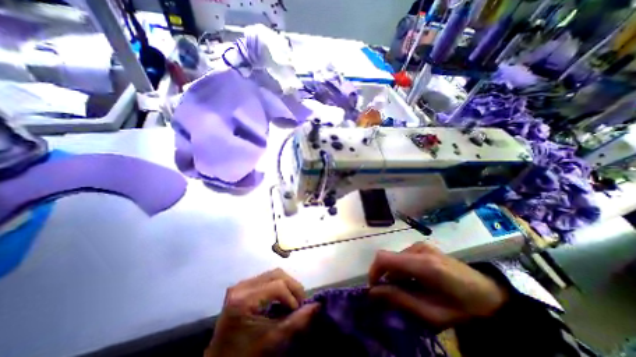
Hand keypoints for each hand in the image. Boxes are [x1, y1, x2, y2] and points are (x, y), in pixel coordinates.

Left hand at [206, 268, 319, 356]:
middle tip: (299, 301)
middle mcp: (241, 286)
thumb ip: (296, 322)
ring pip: (273, 273)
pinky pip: (266, 277)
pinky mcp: (243, 285)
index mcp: (244, 300)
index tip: (298, 310)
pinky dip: (278, 284)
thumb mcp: (272, 340)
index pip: (277, 286)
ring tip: (292, 299)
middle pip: (276, 274)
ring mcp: (241, 284)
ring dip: (287, 284)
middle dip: (292, 286)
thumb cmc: (245, 354)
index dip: (292, 296)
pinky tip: (281, 297)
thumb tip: (318, 305)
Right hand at [368, 243, 506, 329]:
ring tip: (409, 291)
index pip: (385, 258)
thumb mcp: (431, 314)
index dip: (374, 271)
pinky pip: (404, 256)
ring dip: (395, 274)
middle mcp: (420, 249)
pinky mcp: (424, 247)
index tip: (374, 288)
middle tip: (394, 296)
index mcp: (424, 264)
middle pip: (389, 258)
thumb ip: (400, 299)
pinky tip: (415, 281)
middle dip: (386, 276)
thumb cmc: (462, 309)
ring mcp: (422, 246)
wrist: (490, 296)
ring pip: (396, 258)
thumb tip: (373, 292)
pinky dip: (402, 269)